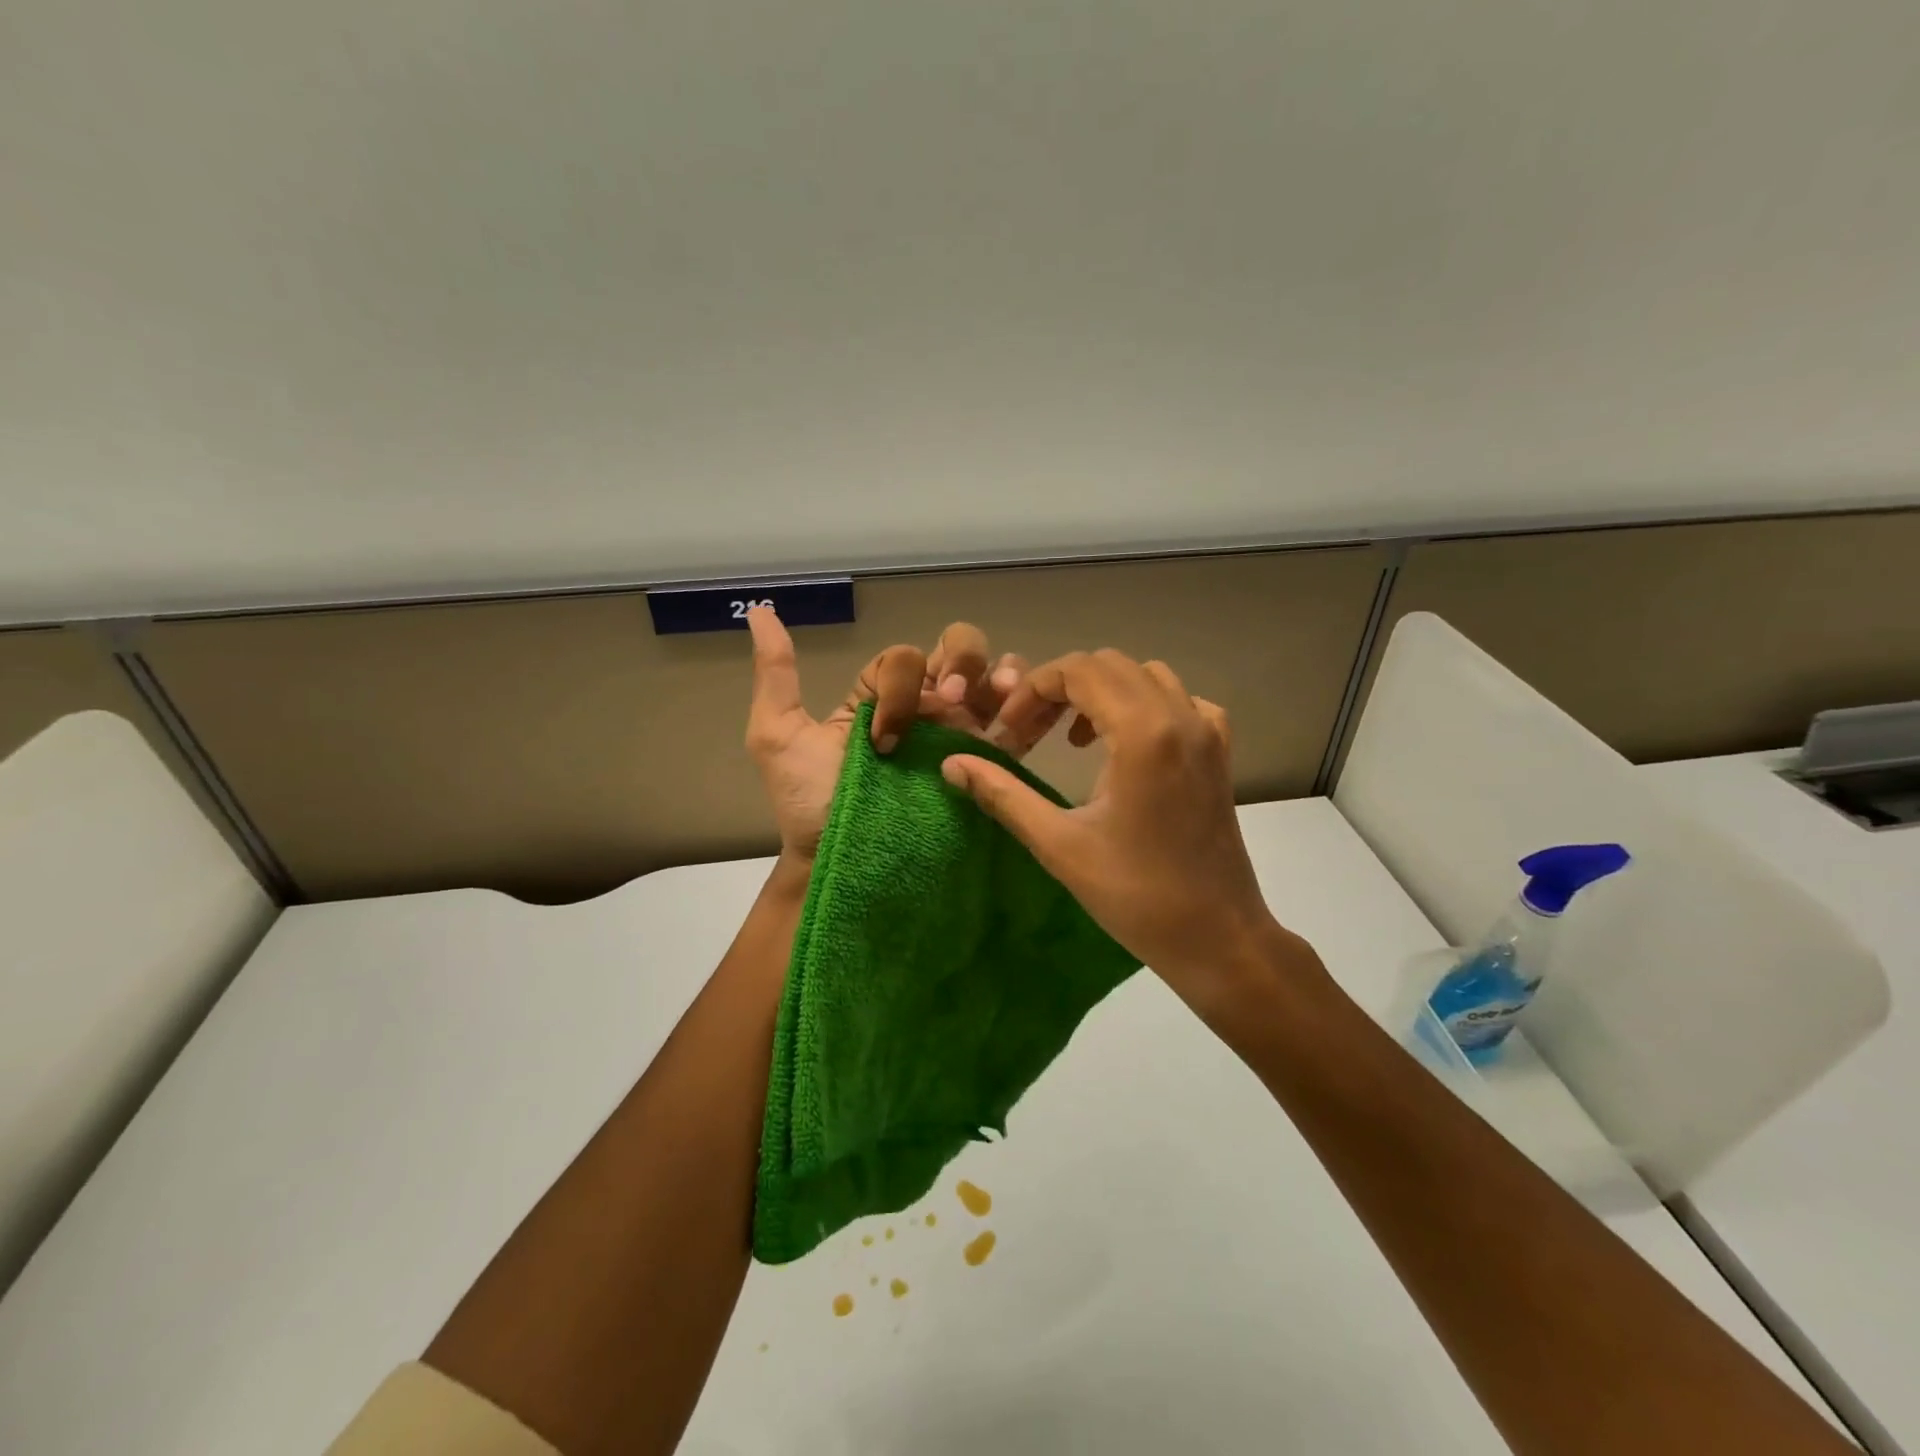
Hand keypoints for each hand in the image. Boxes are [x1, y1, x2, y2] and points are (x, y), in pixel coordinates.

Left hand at [745, 607, 1024, 863]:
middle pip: (957, 650)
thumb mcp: (779, 734)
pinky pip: (1015, 726)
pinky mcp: (983, 765)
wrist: (840, 860)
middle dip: (962, 660)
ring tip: (1003, 694)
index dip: (901, 684)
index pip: (906, 659)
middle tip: (953, 699)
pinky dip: (1028, 708)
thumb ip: (777, 674)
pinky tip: (1026, 712)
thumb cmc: (808, 802)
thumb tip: (759, 611)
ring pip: (991, 679)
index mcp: (880, 695)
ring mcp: (956, 735)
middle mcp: (923, 708)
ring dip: (1000, 674)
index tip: (885, 735)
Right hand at [940, 650, 1295, 1002]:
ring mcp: (1207, 731)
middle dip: (1059, 689)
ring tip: (1070, 739)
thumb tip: (951, 764)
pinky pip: (1179, 700)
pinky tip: (1125, 744)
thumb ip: (1002, 794)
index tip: (1007, 734)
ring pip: (1144, 675)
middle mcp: (1180, 716)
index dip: (1031, 692)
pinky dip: (1143, 705)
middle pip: (1108, 665)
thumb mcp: (1058, 844)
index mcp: (1142, 732)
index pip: (1077, 671)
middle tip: (1029, 735)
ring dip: (1100, 693)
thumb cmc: (1135, 895)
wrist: (1217, 936)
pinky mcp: (1219, 751)